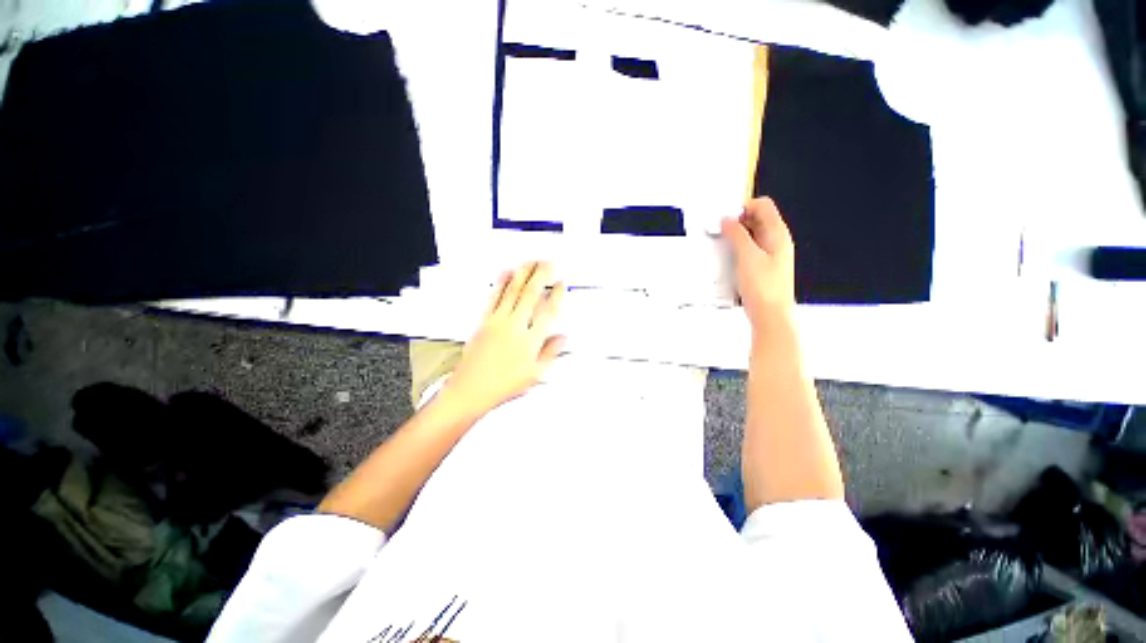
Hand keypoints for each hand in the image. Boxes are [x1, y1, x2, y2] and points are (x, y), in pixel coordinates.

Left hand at [439, 262, 565, 416]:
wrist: (471, 390)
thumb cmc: (503, 385)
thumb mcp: (535, 374)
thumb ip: (550, 353)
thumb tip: (563, 337)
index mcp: (530, 341)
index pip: (548, 312)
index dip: (556, 295)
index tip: (560, 284)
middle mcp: (515, 327)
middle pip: (530, 295)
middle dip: (541, 275)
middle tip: (549, 263)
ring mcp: (497, 322)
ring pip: (513, 291)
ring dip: (523, 274)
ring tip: (531, 261)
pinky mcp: (483, 321)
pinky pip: (493, 297)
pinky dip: (501, 283)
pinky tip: (507, 273)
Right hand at [721, 197, 795, 327]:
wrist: (770, 315)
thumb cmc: (764, 288)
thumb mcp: (747, 256)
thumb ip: (737, 235)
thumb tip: (728, 219)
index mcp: (777, 234)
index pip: (762, 206)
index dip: (743, 207)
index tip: (725, 218)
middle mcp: (776, 242)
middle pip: (756, 220)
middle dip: (736, 222)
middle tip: (719, 231)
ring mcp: (770, 255)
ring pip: (751, 235)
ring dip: (735, 237)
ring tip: (721, 245)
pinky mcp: (762, 267)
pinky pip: (748, 250)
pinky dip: (737, 250)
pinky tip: (727, 259)